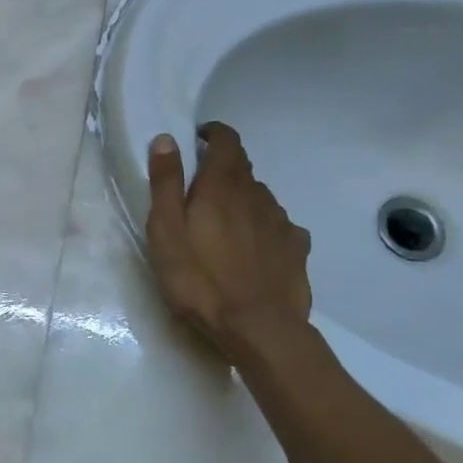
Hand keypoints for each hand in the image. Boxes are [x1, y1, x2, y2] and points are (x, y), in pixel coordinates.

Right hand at [146, 122, 312, 364]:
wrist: (258, 328)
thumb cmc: (199, 277)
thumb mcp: (166, 229)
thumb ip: (166, 182)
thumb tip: (166, 138)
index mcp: (223, 185)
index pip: (227, 141)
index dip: (213, 134)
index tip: (198, 139)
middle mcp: (257, 194)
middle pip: (242, 169)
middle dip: (222, 171)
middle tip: (198, 194)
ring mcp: (281, 222)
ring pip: (260, 198)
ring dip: (241, 201)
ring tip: (222, 227)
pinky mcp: (297, 249)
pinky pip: (278, 226)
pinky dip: (263, 227)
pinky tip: (253, 249)